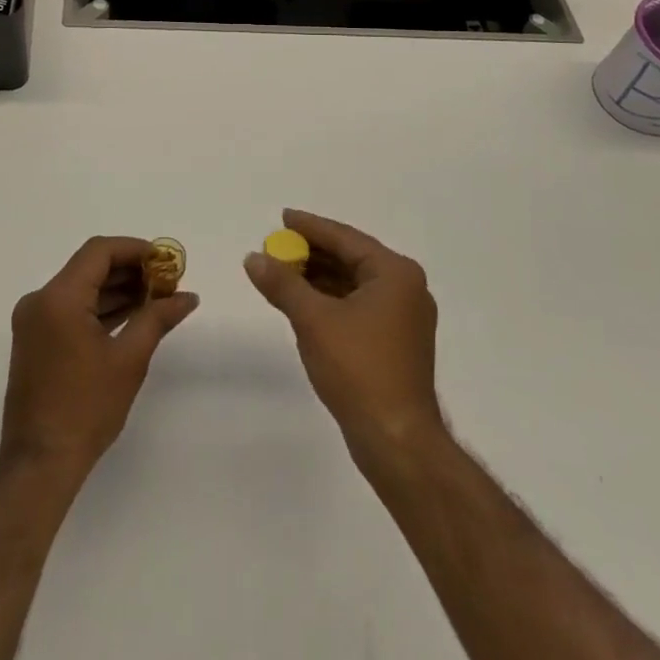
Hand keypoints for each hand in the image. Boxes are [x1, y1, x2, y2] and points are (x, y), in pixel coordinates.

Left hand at [0, 236, 198, 475]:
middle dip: (129, 270)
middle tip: (166, 282)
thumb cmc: (86, 408)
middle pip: (89, 267)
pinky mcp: (35, 340)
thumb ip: (158, 318)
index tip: (165, 261)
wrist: (40, 464)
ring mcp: (34, 321)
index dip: (135, 249)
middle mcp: (40, 300)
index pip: (99, 251)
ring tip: (155, 298)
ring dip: (116, 289)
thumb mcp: (129, 359)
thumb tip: (188, 297)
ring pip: (81, 288)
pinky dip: (99, 308)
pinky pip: (71, 309)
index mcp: (59, 297)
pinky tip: (131, 316)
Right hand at [244, 209, 443, 459]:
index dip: (310, 227)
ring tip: (282, 272)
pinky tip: (303, 303)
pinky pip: (358, 306)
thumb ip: (283, 284)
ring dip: (319, 278)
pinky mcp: (397, 343)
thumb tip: (253, 257)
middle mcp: (406, 288)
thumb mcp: (313, 320)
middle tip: (276, 246)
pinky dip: (331, 300)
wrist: (398, 442)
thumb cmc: (359, 369)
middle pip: (351, 258)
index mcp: (395, 273)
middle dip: (312, 253)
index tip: (282, 217)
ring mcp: (404, 317)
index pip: (345, 238)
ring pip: (354, 284)